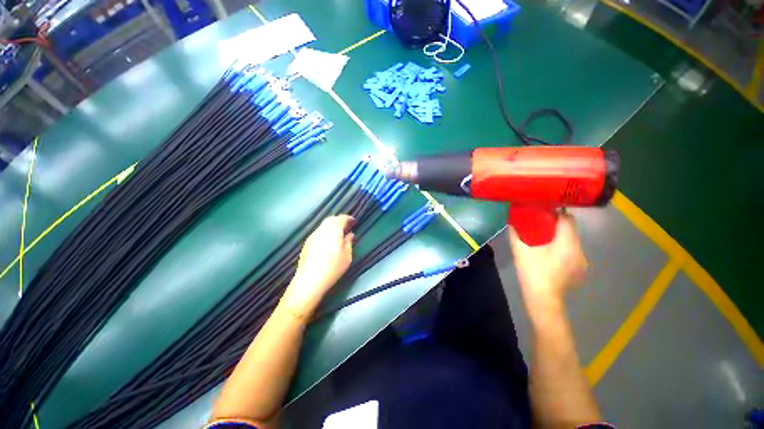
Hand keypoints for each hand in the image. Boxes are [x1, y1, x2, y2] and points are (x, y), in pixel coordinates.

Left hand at [281, 215, 354, 316]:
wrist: (309, 281)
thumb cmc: (332, 268)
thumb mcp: (347, 256)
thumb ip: (348, 243)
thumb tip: (350, 235)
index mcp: (333, 230)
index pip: (342, 219)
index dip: (349, 219)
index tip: (354, 222)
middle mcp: (321, 230)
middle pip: (331, 219)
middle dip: (340, 220)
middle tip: (347, 226)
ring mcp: (312, 236)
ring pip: (323, 225)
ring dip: (332, 226)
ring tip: (339, 234)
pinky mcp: (307, 243)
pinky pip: (319, 232)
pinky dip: (326, 232)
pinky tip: (328, 241)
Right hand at [508, 211, 586, 320]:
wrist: (543, 300)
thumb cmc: (532, 273)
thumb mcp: (520, 252)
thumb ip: (515, 235)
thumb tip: (511, 223)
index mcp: (566, 244)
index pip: (568, 220)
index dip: (558, 213)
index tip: (545, 211)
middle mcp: (579, 250)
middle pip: (571, 230)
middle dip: (558, 225)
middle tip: (540, 225)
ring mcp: (582, 261)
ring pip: (573, 241)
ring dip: (561, 237)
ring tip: (545, 240)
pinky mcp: (581, 270)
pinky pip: (574, 252)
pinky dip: (564, 249)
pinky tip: (552, 255)